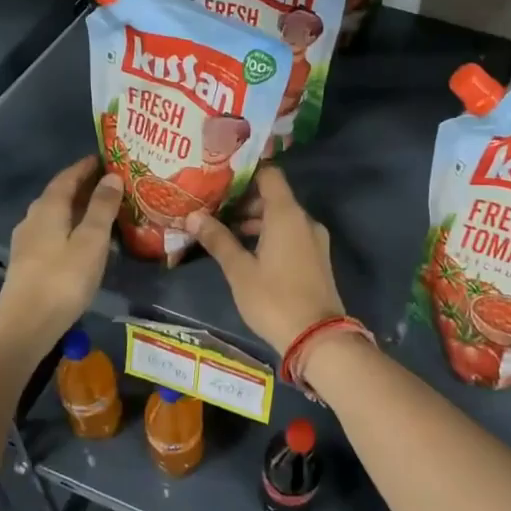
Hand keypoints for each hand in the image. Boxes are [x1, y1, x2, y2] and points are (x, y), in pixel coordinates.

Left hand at [0, 157, 122, 348]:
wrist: (25, 324)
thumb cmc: (63, 279)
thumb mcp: (91, 240)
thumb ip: (102, 207)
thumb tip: (112, 176)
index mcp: (48, 207)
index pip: (68, 176)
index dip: (87, 166)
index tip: (106, 159)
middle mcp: (33, 218)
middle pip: (60, 194)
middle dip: (84, 186)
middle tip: (112, 183)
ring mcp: (27, 241)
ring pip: (55, 215)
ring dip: (77, 209)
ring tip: (103, 210)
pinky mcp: (28, 262)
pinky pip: (53, 233)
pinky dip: (70, 227)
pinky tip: (84, 240)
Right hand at [182, 167, 345, 355]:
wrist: (317, 337)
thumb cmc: (274, 299)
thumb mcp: (239, 270)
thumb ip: (218, 240)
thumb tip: (193, 216)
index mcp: (287, 214)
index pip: (269, 175)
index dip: (245, 173)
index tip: (219, 178)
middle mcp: (304, 220)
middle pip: (274, 197)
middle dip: (244, 201)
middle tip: (213, 208)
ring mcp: (314, 239)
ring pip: (282, 218)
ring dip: (255, 221)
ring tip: (223, 231)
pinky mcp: (316, 258)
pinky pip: (290, 234)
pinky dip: (269, 235)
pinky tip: (246, 251)